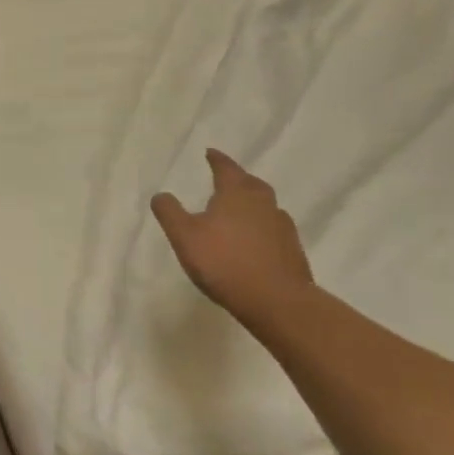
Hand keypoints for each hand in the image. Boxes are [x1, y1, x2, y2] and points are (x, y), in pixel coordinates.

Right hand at [152, 149, 314, 322]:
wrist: (277, 302)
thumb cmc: (224, 262)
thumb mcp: (184, 236)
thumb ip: (170, 212)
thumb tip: (161, 194)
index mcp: (236, 194)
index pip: (226, 168)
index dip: (217, 160)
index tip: (210, 152)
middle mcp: (263, 204)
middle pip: (252, 184)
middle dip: (239, 179)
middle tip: (227, 180)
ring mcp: (282, 228)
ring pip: (266, 206)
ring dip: (253, 204)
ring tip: (239, 211)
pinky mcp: (293, 252)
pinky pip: (274, 230)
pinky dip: (262, 228)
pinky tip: (254, 241)